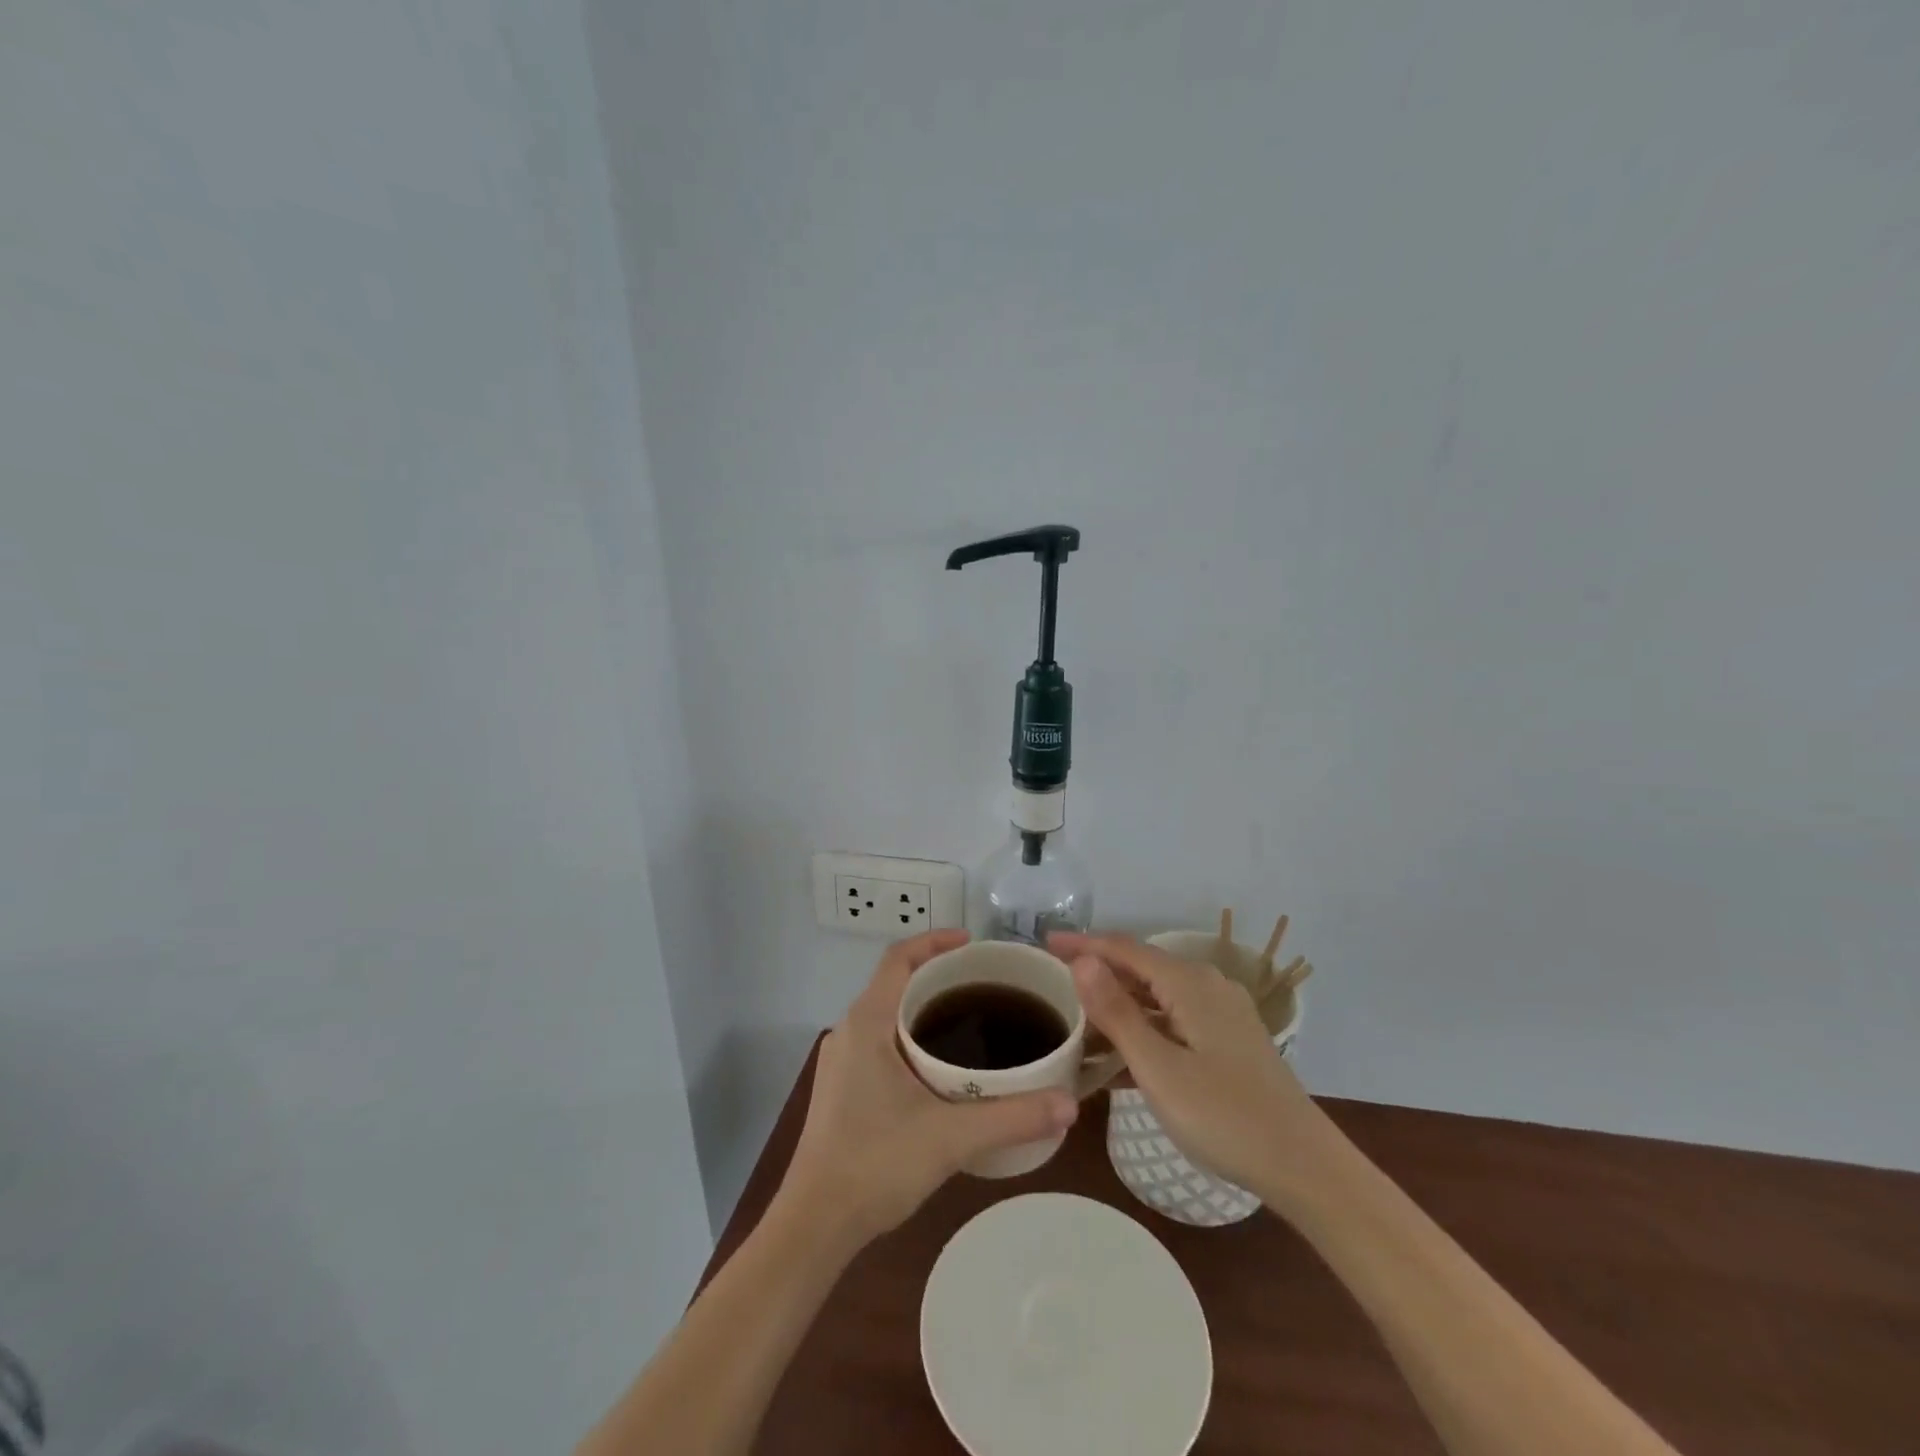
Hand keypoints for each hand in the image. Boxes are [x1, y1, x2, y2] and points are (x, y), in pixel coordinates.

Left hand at [779, 930, 1078, 1247]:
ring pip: (886, 1015)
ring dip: (924, 1009)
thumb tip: (1070, 1104)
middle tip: (985, 985)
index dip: (934, 941)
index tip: (972, 943)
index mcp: (867, 1023)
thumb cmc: (875, 1164)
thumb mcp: (951, 1137)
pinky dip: (911, 1037)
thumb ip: (1012, 1117)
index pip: (898, 958)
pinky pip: (880, 1042)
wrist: (814, 1225)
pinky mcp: (841, 1088)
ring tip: (970, 1022)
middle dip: (938, 976)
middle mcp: (849, 1032)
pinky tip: (940, 1070)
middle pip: (895, 983)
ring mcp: (841, 1062)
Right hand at [1051, 932, 1321, 1196]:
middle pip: (1141, 968)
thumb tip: (1081, 960)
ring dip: (1118, 1006)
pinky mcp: (1227, 1041)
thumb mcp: (1159, 1069)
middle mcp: (1206, 986)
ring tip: (1077, 1021)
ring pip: (1157, 997)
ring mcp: (1221, 1014)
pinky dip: (1143, 1030)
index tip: (1044, 942)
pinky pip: (1173, 1021)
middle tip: (1053, 981)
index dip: (1083, 943)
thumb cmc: (1225, 1117)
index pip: (1124, 949)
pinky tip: (1118, 1055)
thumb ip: (1117, 1012)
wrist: (1304, 1167)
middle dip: (1097, 973)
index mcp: (1189, 983)